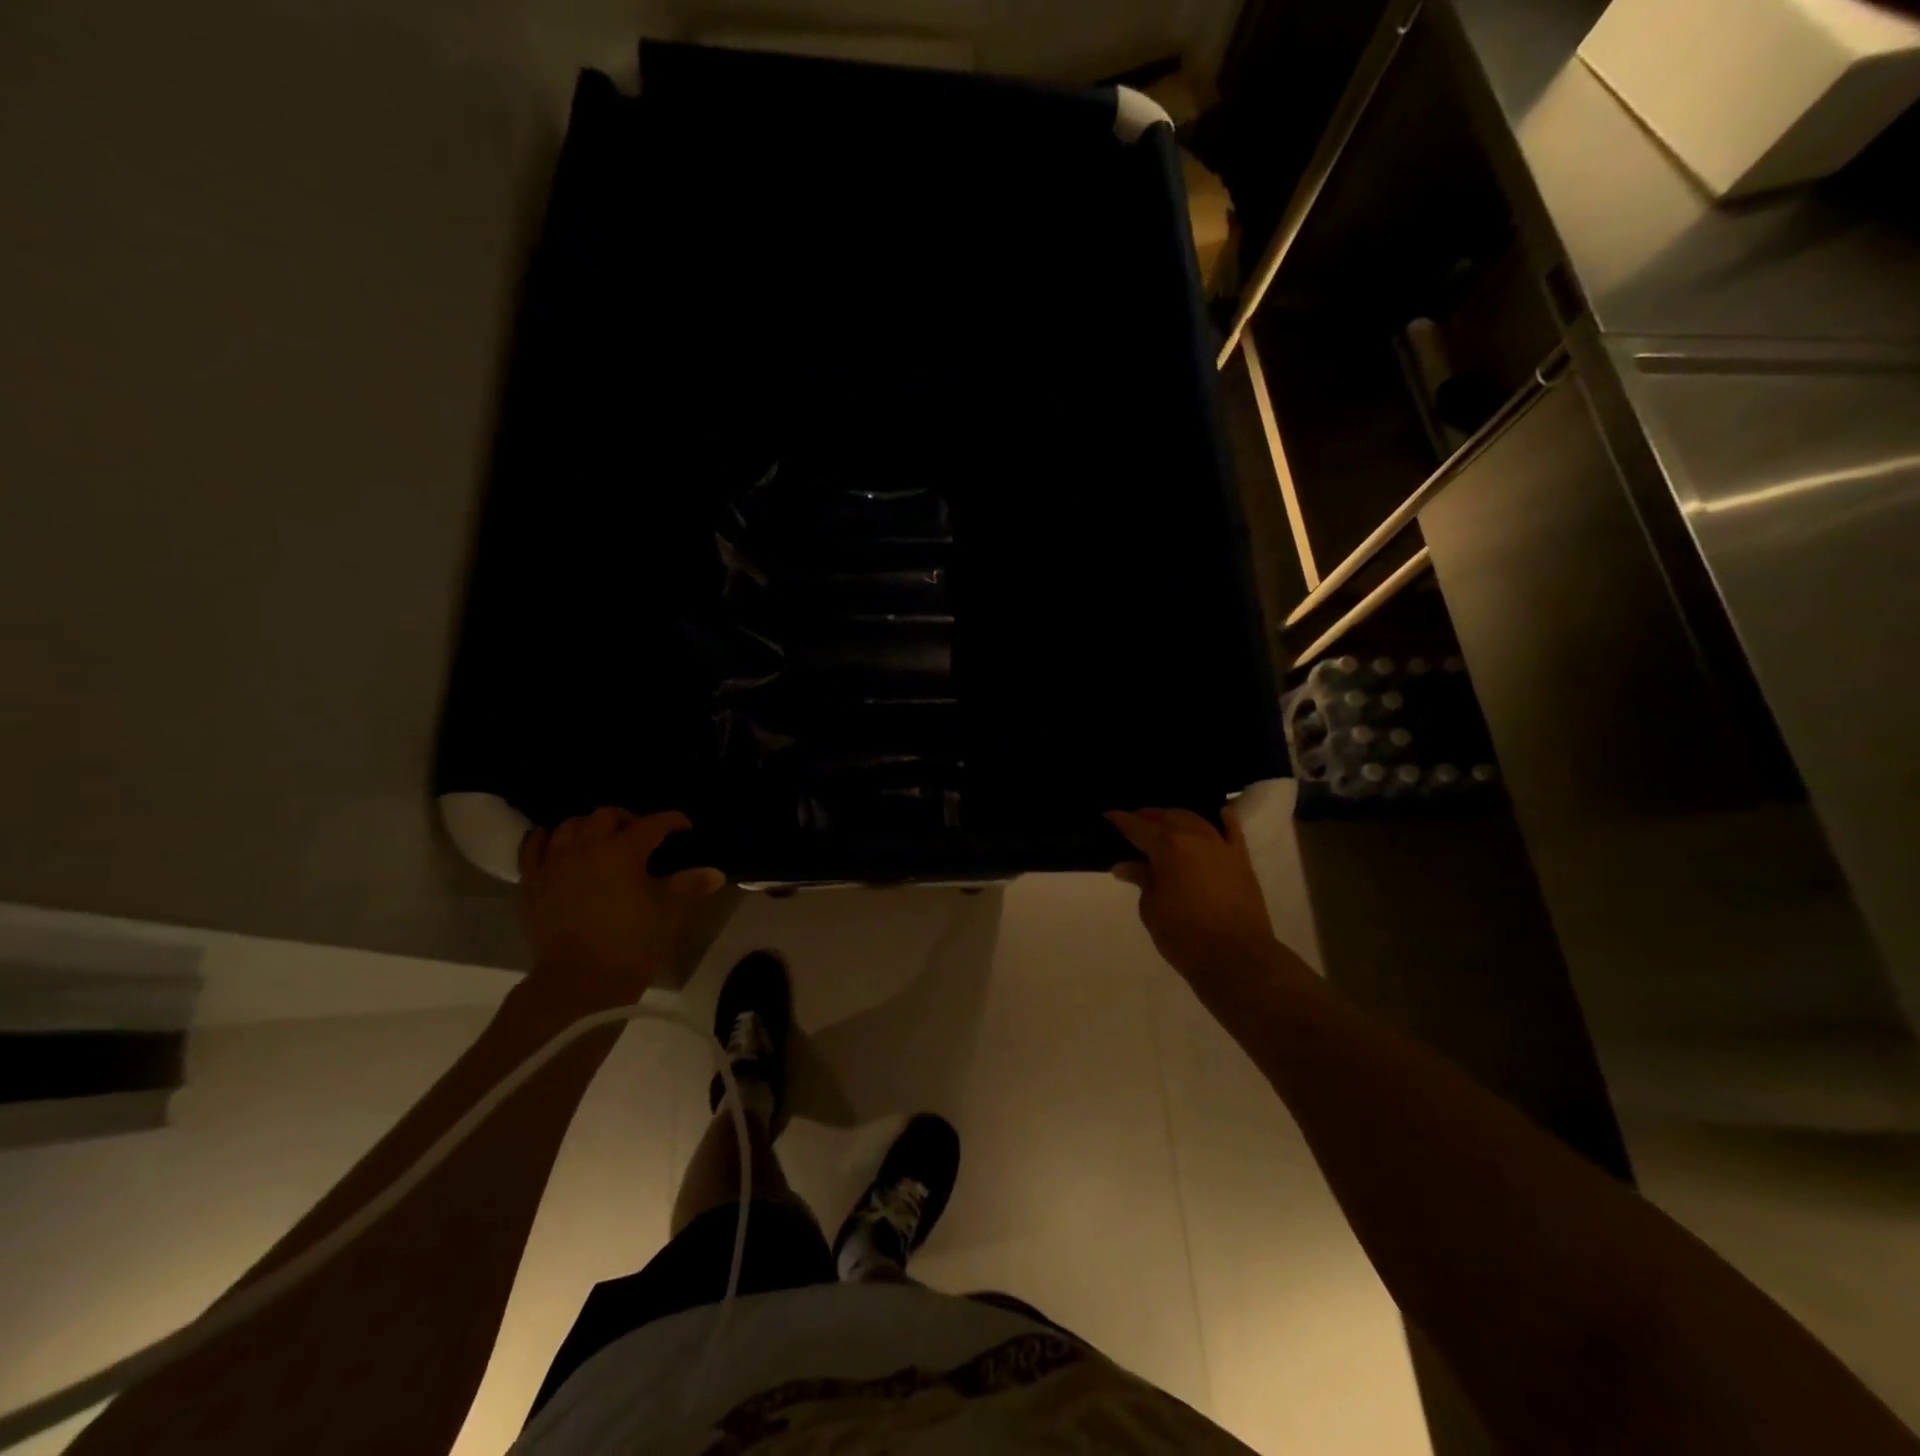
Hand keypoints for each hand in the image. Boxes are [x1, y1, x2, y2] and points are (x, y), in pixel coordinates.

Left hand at [518, 808, 724, 1007]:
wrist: (577, 983)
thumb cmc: (630, 945)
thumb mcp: (667, 912)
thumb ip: (688, 885)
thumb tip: (714, 873)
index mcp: (623, 851)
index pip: (652, 823)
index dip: (672, 821)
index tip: (685, 828)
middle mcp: (586, 847)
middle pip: (607, 816)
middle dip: (629, 819)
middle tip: (642, 835)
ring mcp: (553, 863)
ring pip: (569, 826)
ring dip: (589, 827)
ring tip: (601, 840)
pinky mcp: (531, 882)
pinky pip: (533, 846)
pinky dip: (547, 839)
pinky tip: (559, 846)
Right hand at [1108, 805, 1275, 983]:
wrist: (1236, 957)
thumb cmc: (1183, 935)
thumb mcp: (1151, 908)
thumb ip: (1141, 879)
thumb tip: (1125, 865)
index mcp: (1167, 846)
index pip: (1137, 827)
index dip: (1121, 820)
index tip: (1108, 816)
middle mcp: (1194, 837)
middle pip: (1167, 817)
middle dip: (1148, 816)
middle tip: (1133, 821)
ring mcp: (1221, 846)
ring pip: (1196, 819)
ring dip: (1177, 816)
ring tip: (1165, 821)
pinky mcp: (1241, 860)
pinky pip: (1233, 831)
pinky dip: (1224, 820)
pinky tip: (1220, 814)